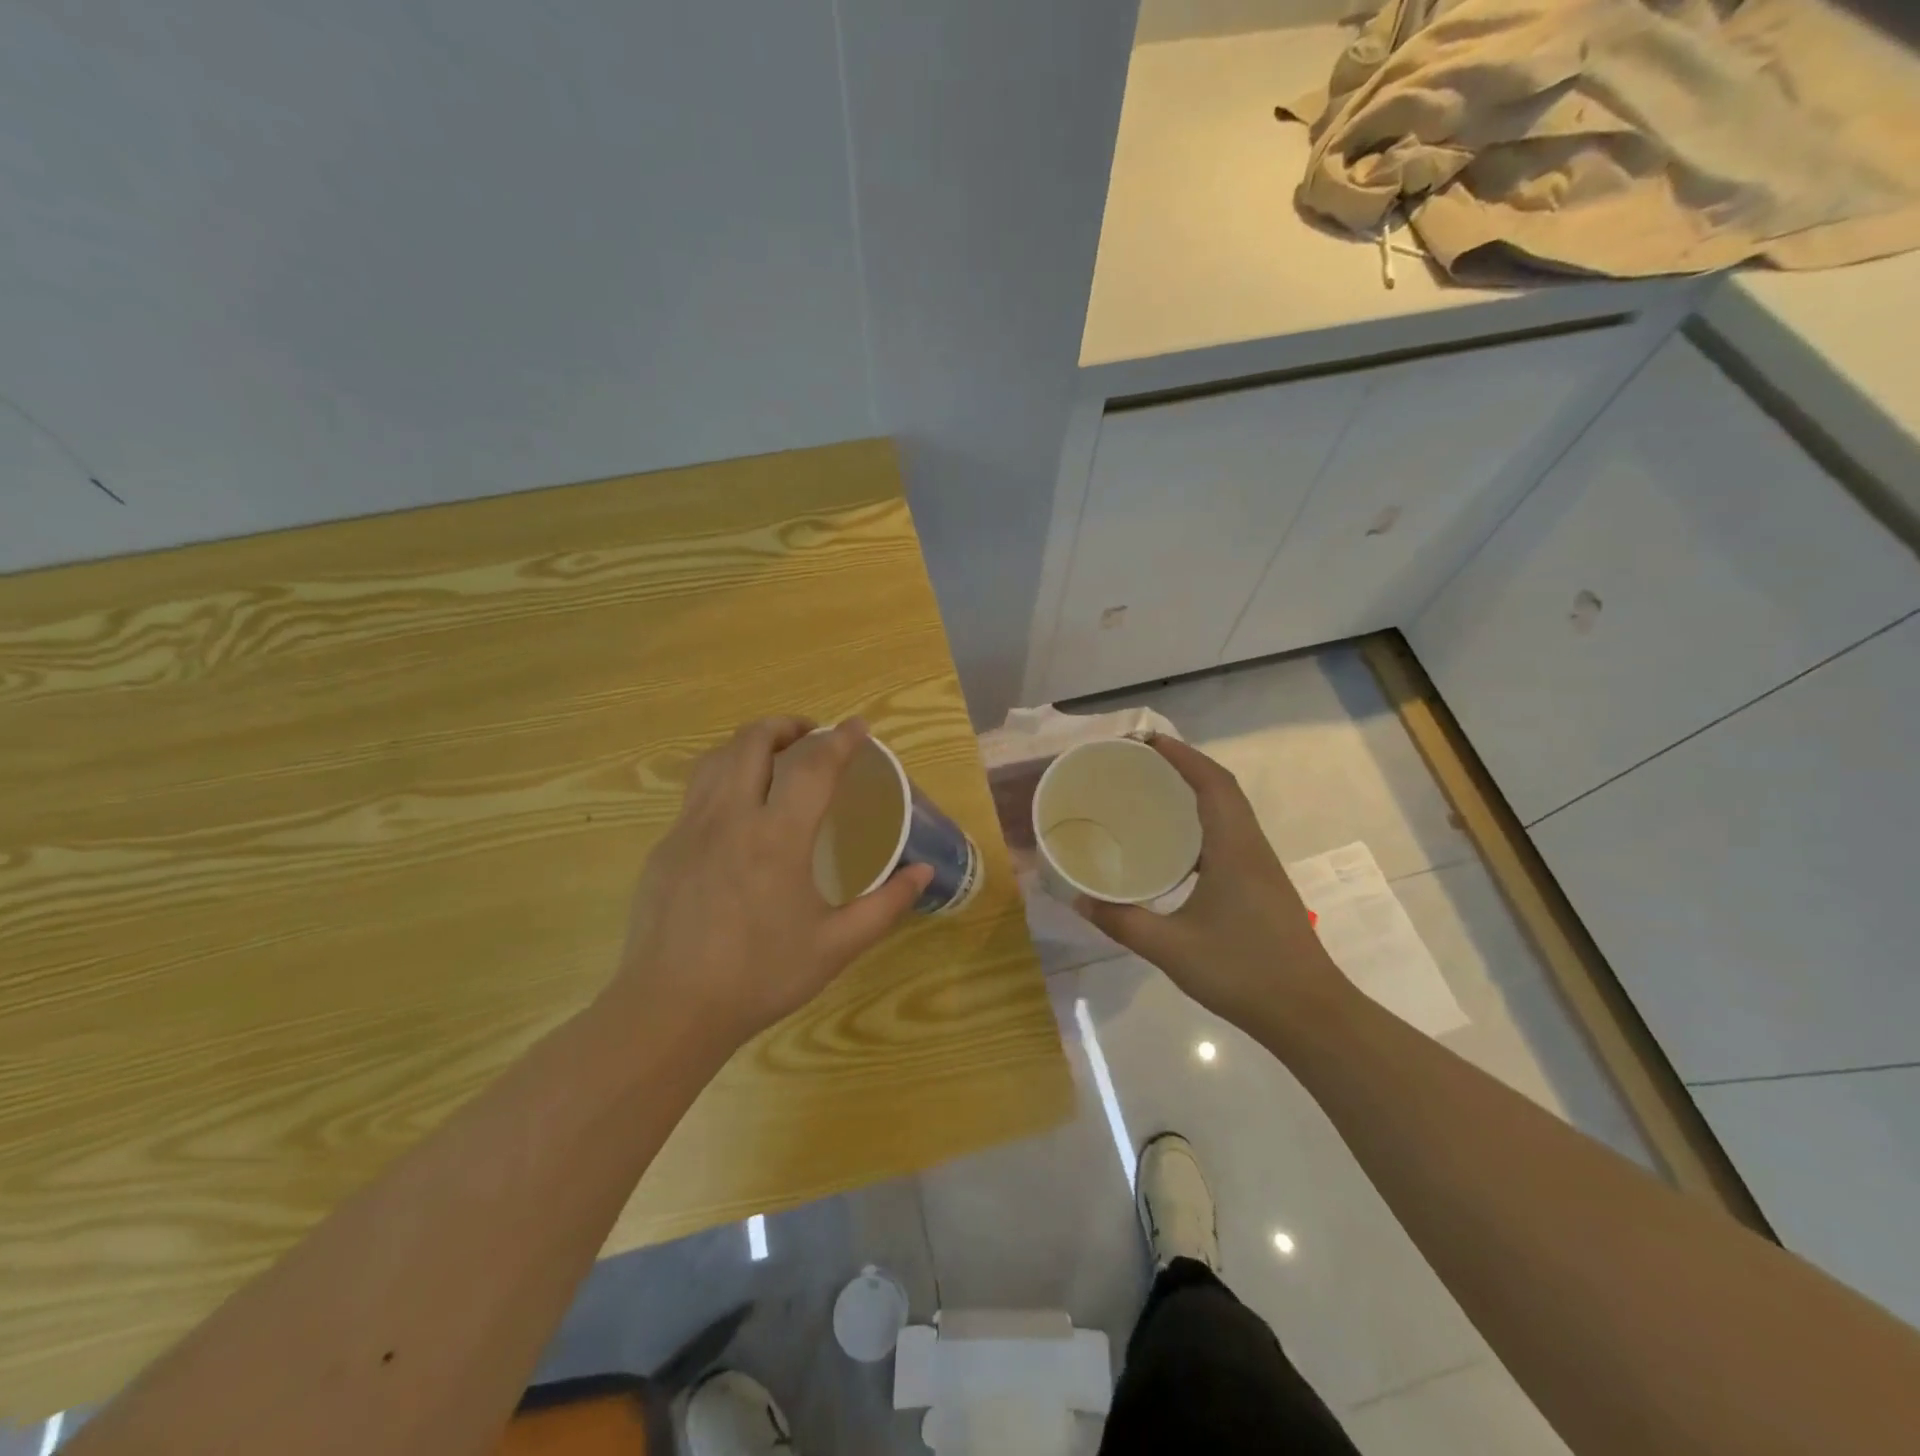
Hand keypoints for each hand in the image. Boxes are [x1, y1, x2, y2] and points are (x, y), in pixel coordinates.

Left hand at [614, 716, 933, 1054]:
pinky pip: (696, 792)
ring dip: (750, 743)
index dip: (841, 740)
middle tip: (812, 736)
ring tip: (774, 757)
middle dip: (787, 726)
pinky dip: (724, 777)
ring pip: (717, 758)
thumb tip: (923, 873)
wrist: (670, 1010)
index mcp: (777, 837)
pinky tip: (737, 810)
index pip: (813, 766)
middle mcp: (730, 817)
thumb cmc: (760, 977)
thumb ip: (885, 905)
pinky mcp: (665, 847)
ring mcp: (690, 828)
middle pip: (753, 741)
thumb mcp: (835, 946)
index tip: (859, 727)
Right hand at [1074, 736, 1350, 1034]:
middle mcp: (1251, 847)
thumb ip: (1122, 922)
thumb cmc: (1242, 972)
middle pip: (1222, 788)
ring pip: (1229, 811)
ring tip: (1154, 792)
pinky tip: (1175, 846)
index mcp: (1234, 849)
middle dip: (1184, 766)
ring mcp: (1261, 867)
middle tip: (1141, 761)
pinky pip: (1230, 835)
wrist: (1309, 1014)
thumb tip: (1079, 900)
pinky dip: (1203, 822)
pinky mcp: (1262, 886)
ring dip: (1196, 792)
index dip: (1181, 755)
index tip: (1146, 740)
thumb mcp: (1171, 949)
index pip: (1211, 782)